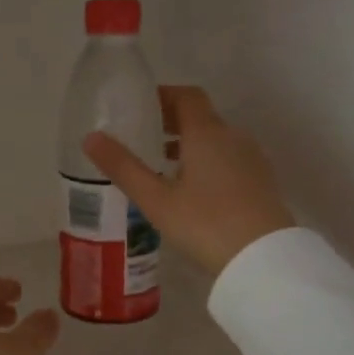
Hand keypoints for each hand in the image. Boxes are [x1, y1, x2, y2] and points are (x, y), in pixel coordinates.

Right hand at [82, 86, 295, 276]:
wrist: (263, 259)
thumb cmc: (205, 223)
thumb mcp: (156, 199)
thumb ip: (123, 167)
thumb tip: (91, 137)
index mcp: (207, 133)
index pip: (186, 96)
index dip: (163, 95)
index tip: (139, 106)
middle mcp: (233, 137)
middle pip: (201, 116)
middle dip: (171, 121)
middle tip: (143, 137)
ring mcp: (251, 159)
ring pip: (216, 139)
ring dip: (189, 143)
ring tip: (162, 165)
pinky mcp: (261, 181)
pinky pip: (229, 158)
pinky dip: (206, 160)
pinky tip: (190, 189)